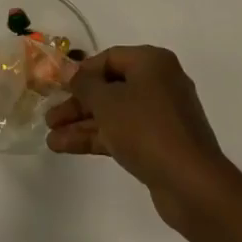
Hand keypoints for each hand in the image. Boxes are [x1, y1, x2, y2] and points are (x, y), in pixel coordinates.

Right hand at [46, 45, 238, 229]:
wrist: (191, 183)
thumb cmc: (146, 129)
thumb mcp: (107, 102)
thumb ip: (84, 85)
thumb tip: (70, 70)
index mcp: (152, 62)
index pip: (109, 58)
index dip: (81, 71)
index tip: (57, 86)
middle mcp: (159, 83)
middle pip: (110, 87)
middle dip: (78, 103)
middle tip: (50, 116)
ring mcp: (160, 116)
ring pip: (114, 113)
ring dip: (82, 123)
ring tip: (50, 137)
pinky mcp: (159, 144)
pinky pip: (123, 132)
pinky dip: (97, 137)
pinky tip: (66, 147)